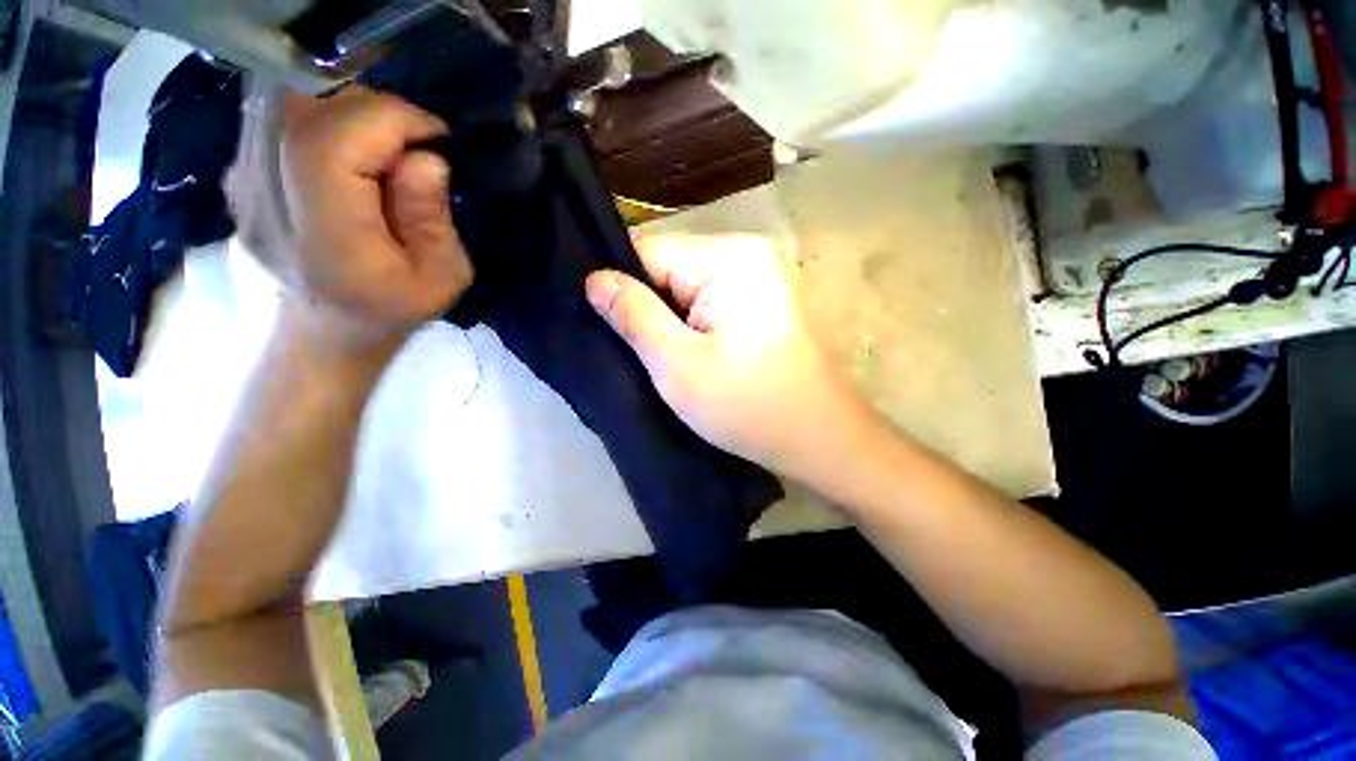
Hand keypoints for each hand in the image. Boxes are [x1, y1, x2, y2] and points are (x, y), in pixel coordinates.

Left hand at [228, 87, 472, 355]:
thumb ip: (433, 218)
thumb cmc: (395, 309)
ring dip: (350, 113)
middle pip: (309, 109)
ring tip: (383, 153)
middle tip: (413, 148)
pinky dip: (325, 121)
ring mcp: (243, 182)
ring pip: (292, 102)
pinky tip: (349, 158)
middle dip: (377, 113)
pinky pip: (281, 117)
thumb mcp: (444, 278)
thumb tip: (426, 157)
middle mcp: (270, 200)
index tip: (436, 140)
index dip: (391, 120)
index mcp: (329, 237)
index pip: (334, 142)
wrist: (327, 330)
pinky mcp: (240, 170)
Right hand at [586, 234, 870, 482]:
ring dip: (666, 317)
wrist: (818, 438)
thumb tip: (594, 279)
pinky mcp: (759, 301)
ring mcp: (756, 276)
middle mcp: (744, 253)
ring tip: (656, 354)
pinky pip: (706, 300)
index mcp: (727, 258)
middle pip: (667, 266)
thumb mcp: (677, 364)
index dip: (620, 286)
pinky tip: (683, 351)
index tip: (606, 326)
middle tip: (631, 349)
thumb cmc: (747, 405)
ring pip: (684, 286)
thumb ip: (634, 315)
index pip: (647, 250)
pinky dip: (688, 323)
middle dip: (644, 305)